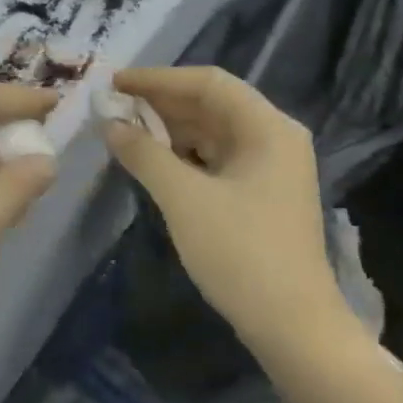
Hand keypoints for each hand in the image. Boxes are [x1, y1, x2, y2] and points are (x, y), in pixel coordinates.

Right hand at [100, 67, 362, 360]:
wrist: (291, 323)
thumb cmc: (239, 252)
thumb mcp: (184, 198)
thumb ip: (144, 154)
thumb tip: (111, 123)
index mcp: (268, 128)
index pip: (209, 83)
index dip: (159, 79)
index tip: (115, 83)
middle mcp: (274, 138)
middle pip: (213, 105)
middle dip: (162, 104)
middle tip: (114, 107)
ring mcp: (270, 169)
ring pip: (213, 134)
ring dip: (170, 130)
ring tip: (125, 132)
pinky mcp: (261, 195)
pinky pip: (217, 160)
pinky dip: (184, 156)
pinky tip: (154, 162)